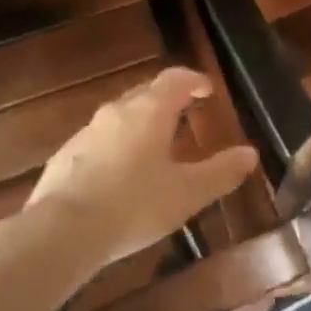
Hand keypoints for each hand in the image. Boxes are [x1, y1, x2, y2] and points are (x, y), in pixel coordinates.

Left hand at [28, 67, 258, 266]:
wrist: (60, 232)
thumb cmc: (133, 206)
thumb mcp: (186, 193)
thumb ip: (220, 172)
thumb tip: (250, 154)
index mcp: (150, 111)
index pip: (175, 79)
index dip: (194, 80)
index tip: (207, 89)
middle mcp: (117, 111)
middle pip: (146, 92)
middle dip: (167, 98)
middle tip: (184, 112)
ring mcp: (86, 132)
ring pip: (120, 116)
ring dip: (140, 122)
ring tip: (155, 145)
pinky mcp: (64, 156)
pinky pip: (98, 140)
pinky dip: (116, 146)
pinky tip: (119, 174)